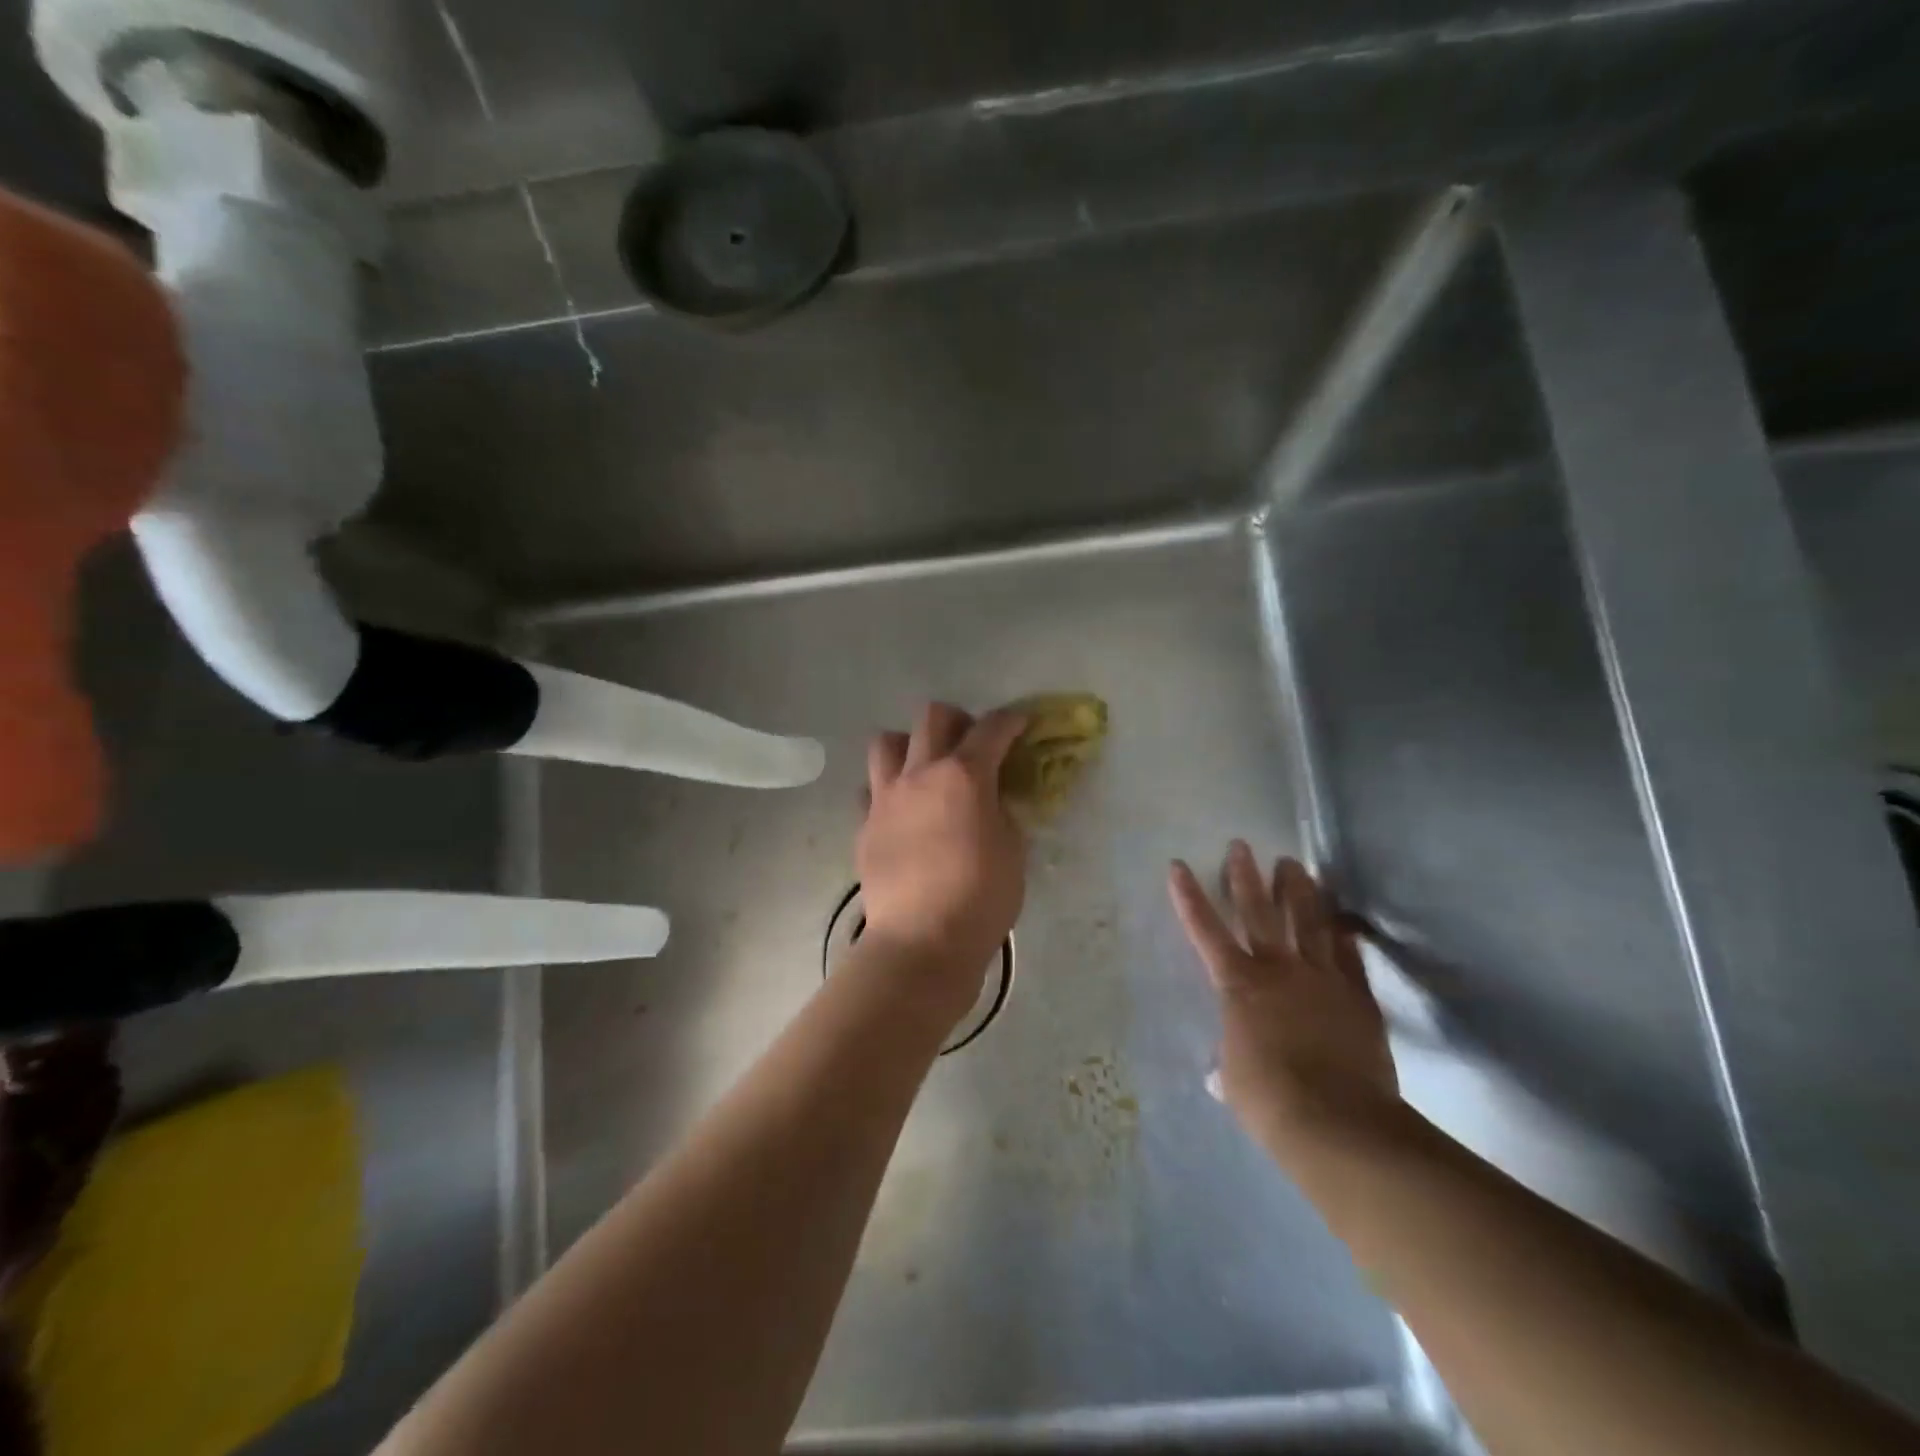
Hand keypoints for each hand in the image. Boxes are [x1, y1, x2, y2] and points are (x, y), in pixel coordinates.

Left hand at [857, 703, 1028, 1015]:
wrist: (921, 940)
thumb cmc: (980, 897)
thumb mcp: (1012, 850)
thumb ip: (1001, 811)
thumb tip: (990, 797)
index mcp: (964, 775)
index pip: (991, 729)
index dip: (1010, 720)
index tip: (1020, 723)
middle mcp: (920, 773)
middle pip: (932, 717)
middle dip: (958, 721)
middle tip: (972, 745)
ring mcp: (885, 797)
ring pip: (887, 742)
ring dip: (910, 745)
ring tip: (925, 769)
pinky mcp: (864, 824)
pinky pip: (871, 788)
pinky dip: (888, 789)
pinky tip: (902, 811)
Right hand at [1169, 842, 1399, 1169]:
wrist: (1338, 1122)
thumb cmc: (1269, 1099)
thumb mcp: (1235, 1082)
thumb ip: (1228, 1065)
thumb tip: (1221, 1074)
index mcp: (1239, 985)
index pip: (1205, 931)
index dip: (1189, 897)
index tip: (1178, 866)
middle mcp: (1278, 969)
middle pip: (1260, 911)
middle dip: (1246, 876)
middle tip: (1242, 846)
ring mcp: (1322, 978)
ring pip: (1309, 921)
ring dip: (1300, 890)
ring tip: (1295, 865)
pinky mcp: (1357, 997)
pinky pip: (1349, 957)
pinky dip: (1343, 936)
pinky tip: (1343, 923)